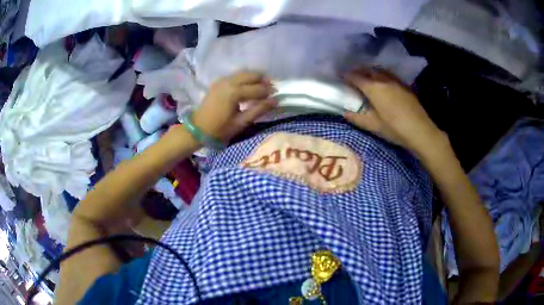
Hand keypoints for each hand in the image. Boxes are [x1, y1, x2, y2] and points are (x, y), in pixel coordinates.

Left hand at [192, 71, 276, 141]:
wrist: (198, 129)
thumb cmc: (220, 129)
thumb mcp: (241, 122)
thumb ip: (259, 110)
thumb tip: (275, 101)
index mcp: (234, 92)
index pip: (257, 88)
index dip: (269, 91)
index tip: (277, 94)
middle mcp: (229, 81)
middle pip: (251, 75)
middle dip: (262, 80)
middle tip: (270, 88)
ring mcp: (222, 80)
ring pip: (243, 73)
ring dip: (254, 78)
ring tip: (261, 87)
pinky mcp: (218, 82)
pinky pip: (235, 76)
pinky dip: (244, 78)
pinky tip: (248, 87)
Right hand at [343, 67, 445, 154]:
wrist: (420, 130)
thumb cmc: (395, 128)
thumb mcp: (374, 126)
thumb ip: (357, 118)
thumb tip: (345, 113)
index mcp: (373, 88)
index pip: (356, 77)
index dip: (346, 76)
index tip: (340, 77)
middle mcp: (383, 80)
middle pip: (367, 70)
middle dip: (358, 71)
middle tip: (352, 75)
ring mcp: (395, 81)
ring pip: (379, 70)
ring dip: (370, 71)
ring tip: (366, 76)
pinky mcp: (404, 85)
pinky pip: (389, 74)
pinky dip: (381, 74)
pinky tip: (383, 82)